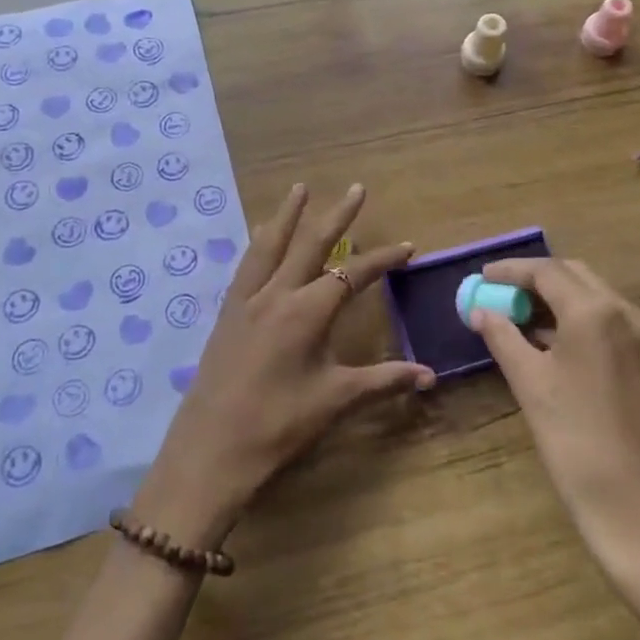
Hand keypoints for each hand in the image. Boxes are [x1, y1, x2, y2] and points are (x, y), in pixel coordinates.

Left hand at [132, 184, 433, 548]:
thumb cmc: (278, 426)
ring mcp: (247, 301)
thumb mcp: (335, 401)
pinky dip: (259, 242)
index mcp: (307, 312)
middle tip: (356, 188)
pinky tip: (260, 234)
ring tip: (300, 189)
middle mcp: (277, 294)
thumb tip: (429, 376)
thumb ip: (383, 381)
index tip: (408, 247)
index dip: (383, 260)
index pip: (354, 274)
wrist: (210, 451)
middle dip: (337, 215)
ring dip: (289, 215)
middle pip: (311, 244)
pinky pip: (247, 265)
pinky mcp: (227, 313)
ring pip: (271, 244)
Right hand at [470, 259, 639, 589]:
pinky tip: (552, 342)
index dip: (511, 271)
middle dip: (535, 279)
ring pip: (595, 298)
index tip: (482, 276)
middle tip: (500, 294)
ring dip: (557, 299)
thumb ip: (502, 337)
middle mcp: (627, 313)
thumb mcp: (530, 384)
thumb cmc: (575, 442)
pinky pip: (610, 323)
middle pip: (574, 276)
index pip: (547, 271)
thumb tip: (480, 311)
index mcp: (596, 312)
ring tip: (519, 316)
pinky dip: (578, 321)